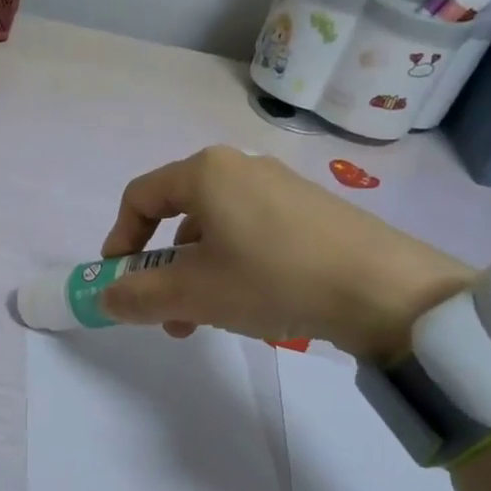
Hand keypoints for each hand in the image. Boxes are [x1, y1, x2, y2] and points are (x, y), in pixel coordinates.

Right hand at [98, 146, 471, 362]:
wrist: (384, 290)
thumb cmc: (273, 279)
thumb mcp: (193, 294)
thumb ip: (138, 296)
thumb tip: (106, 298)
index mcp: (206, 172)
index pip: (139, 197)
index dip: (119, 240)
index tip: (117, 280)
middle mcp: (240, 169)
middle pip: (178, 218)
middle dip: (161, 271)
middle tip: (164, 314)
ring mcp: (279, 189)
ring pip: (215, 233)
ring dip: (196, 278)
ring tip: (206, 322)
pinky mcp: (309, 213)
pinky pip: (250, 237)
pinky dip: (233, 270)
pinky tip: (251, 308)